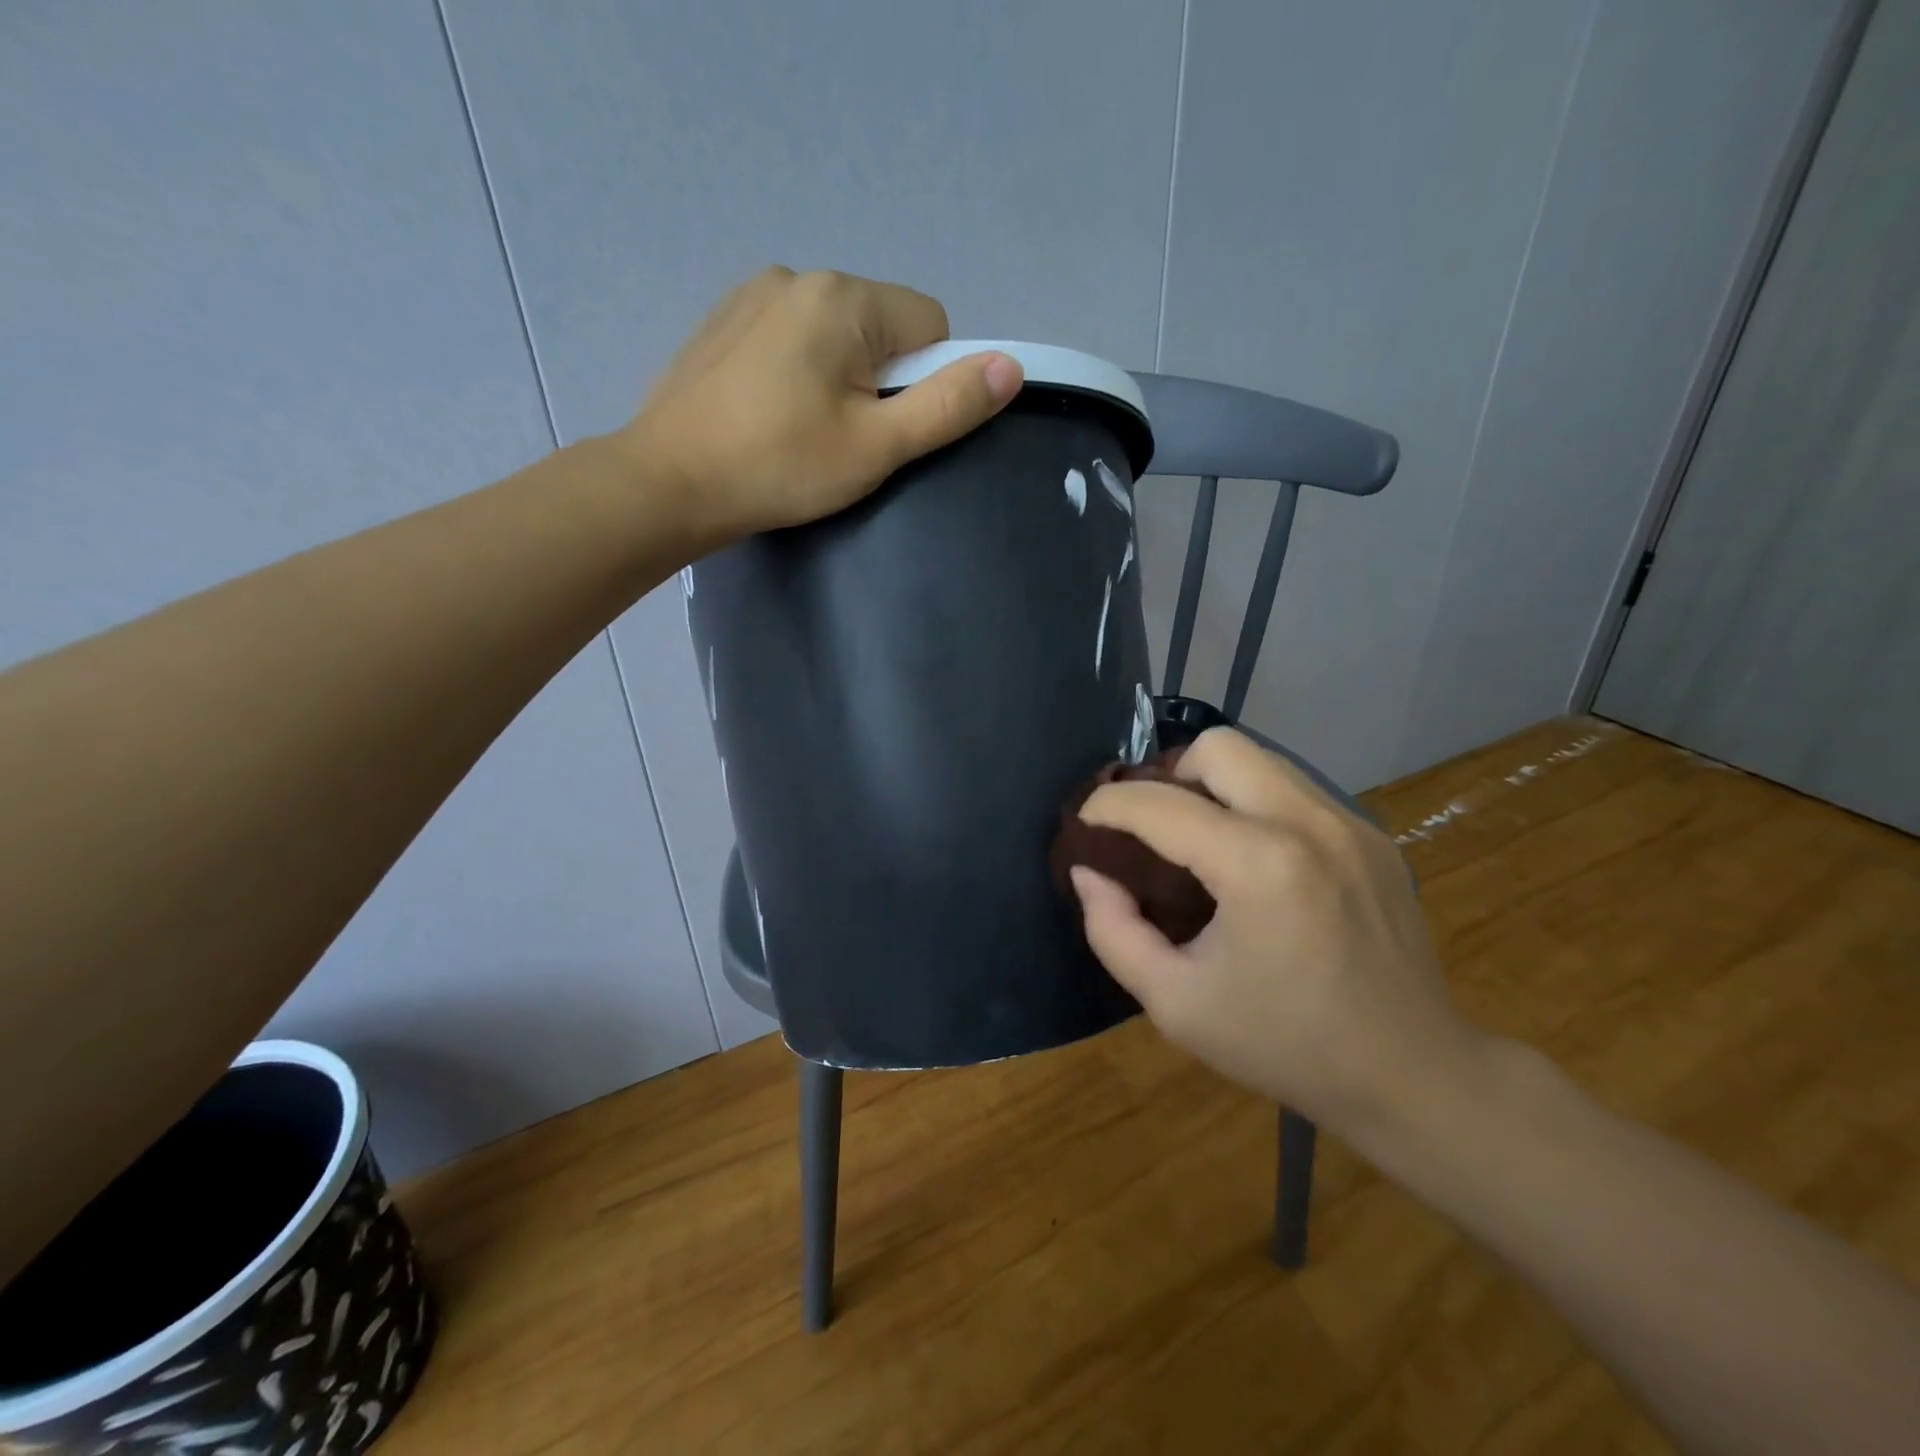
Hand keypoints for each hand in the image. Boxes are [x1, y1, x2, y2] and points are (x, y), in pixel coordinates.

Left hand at [619, 267, 1023, 546]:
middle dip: (882, 380)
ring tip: (805, 431)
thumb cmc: (781, 467)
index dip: (928, 381)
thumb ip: (947, 405)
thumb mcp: (876, 446)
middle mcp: (799, 276)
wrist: (668, 483)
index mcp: (843, 298)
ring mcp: (753, 295)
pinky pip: (792, 338)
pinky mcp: (724, 322)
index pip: (930, 324)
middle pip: (882, 327)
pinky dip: (799, 372)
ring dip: (841, 376)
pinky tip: (772, 415)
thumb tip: (1011, 367)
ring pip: (836, 334)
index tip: (889, 429)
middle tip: (846, 439)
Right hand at [1070, 727, 1488, 1139]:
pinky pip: (1295, 790)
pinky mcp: (1372, 835)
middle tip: (1153, 826)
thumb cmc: (1283, 1044)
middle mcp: (1308, 824)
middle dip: (1168, 775)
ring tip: (1201, 837)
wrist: (1411, 1074)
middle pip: (1218, 747)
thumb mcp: (1175, 1003)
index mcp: (1258, 866)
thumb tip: (1090, 872)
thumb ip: (1113, 930)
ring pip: (1261, 759)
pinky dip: (1257, 805)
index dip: (1106, 805)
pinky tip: (1255, 860)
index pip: (1158, 804)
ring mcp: (1349, 823)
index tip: (1086, 823)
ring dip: (1214, 785)